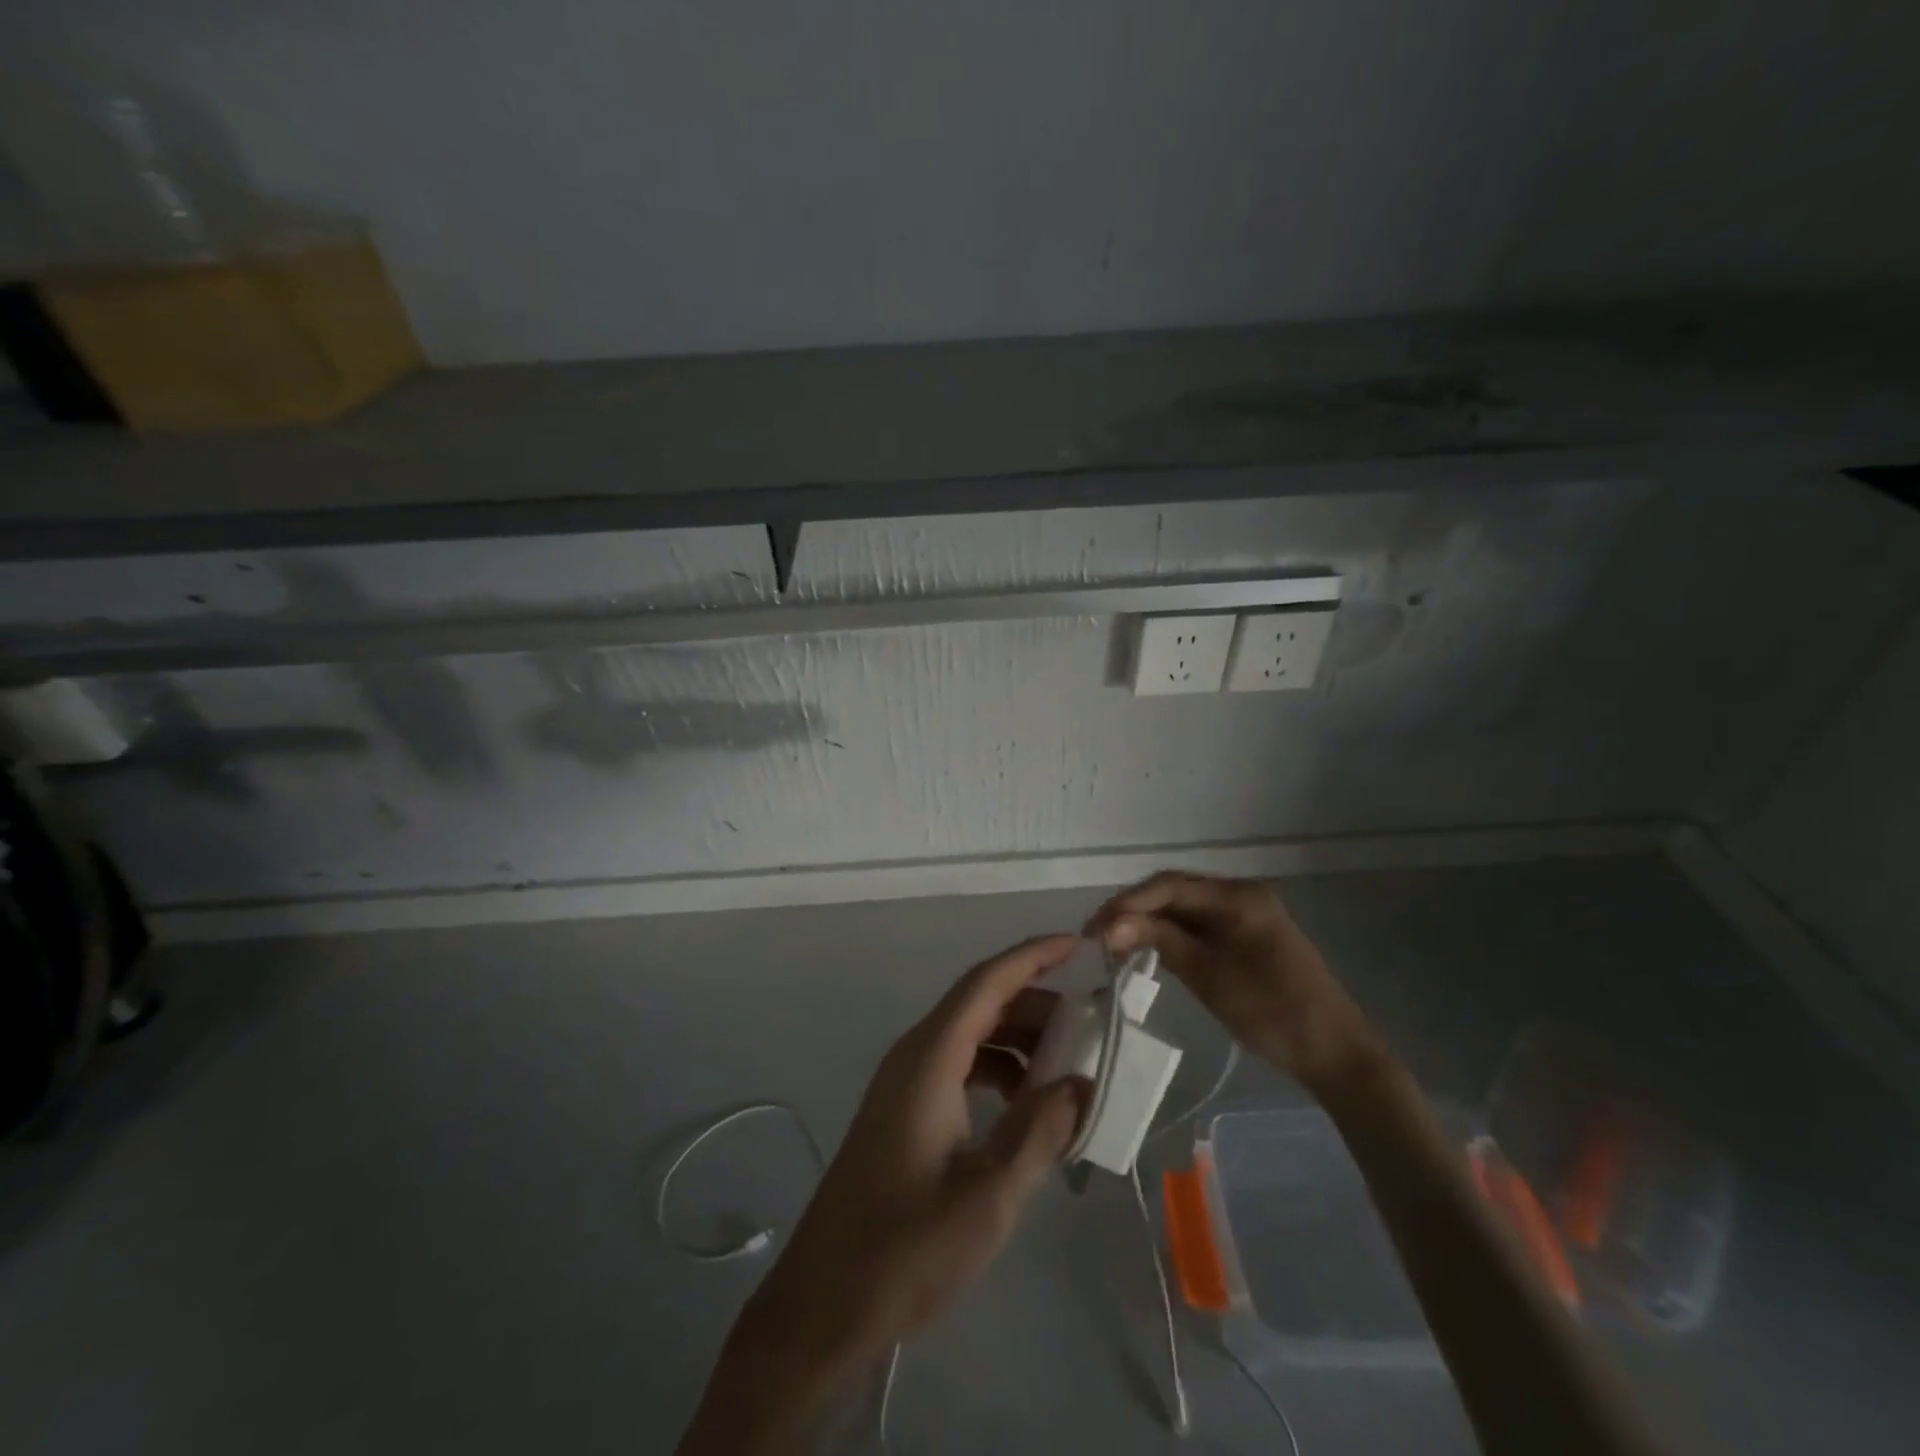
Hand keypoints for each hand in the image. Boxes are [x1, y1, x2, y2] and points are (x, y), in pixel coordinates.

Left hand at [680, 935, 1086, 1452]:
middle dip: (1037, 1004)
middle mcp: (914, 1056)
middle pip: (981, 1004)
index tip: (1079, 946)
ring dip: (1019, 1041)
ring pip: (972, 1035)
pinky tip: (1028, 1106)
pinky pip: (960, 1067)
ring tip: (1070, 1068)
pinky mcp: (905, 1112)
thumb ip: (1040, 1132)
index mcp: (929, 1059)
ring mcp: (905, 1084)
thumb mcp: (988, 1196)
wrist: (821, 1305)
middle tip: (1091, 1024)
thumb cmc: (904, 1251)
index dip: (1032, 957)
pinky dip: (999, 1071)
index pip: (986, 983)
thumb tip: (1082, 1083)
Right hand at [1086, 871, 1376, 1094]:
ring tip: (1114, 941)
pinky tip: (1150, 946)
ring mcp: (1247, 912)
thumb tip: (1108, 927)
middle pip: (1175, 890)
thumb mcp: (1209, 976)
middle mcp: (1241, 892)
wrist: (1335, 1052)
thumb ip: (1160, 941)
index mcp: (1238, 895)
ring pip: (1185, 906)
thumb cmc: (1272, 1012)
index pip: (1169, 885)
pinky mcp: (1248, 932)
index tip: (1094, 929)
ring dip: (1150, 920)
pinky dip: (1172, 932)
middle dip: (1134, 909)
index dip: (1127, 903)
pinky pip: (1200, 922)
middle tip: (1098, 936)